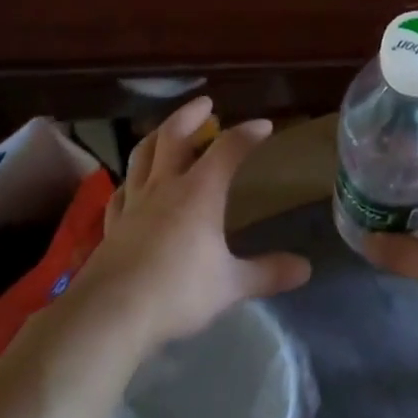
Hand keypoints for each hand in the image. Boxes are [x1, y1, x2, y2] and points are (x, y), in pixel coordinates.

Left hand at [71, 97, 311, 349]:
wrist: (111, 314)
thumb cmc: (178, 292)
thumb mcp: (231, 285)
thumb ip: (267, 273)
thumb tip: (306, 269)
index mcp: (199, 192)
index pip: (228, 149)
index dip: (247, 134)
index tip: (264, 126)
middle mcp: (164, 187)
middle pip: (174, 137)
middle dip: (191, 115)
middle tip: (205, 103)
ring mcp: (133, 204)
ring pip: (142, 156)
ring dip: (157, 136)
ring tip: (166, 130)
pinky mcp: (111, 226)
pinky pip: (120, 192)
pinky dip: (130, 180)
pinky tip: (132, 184)